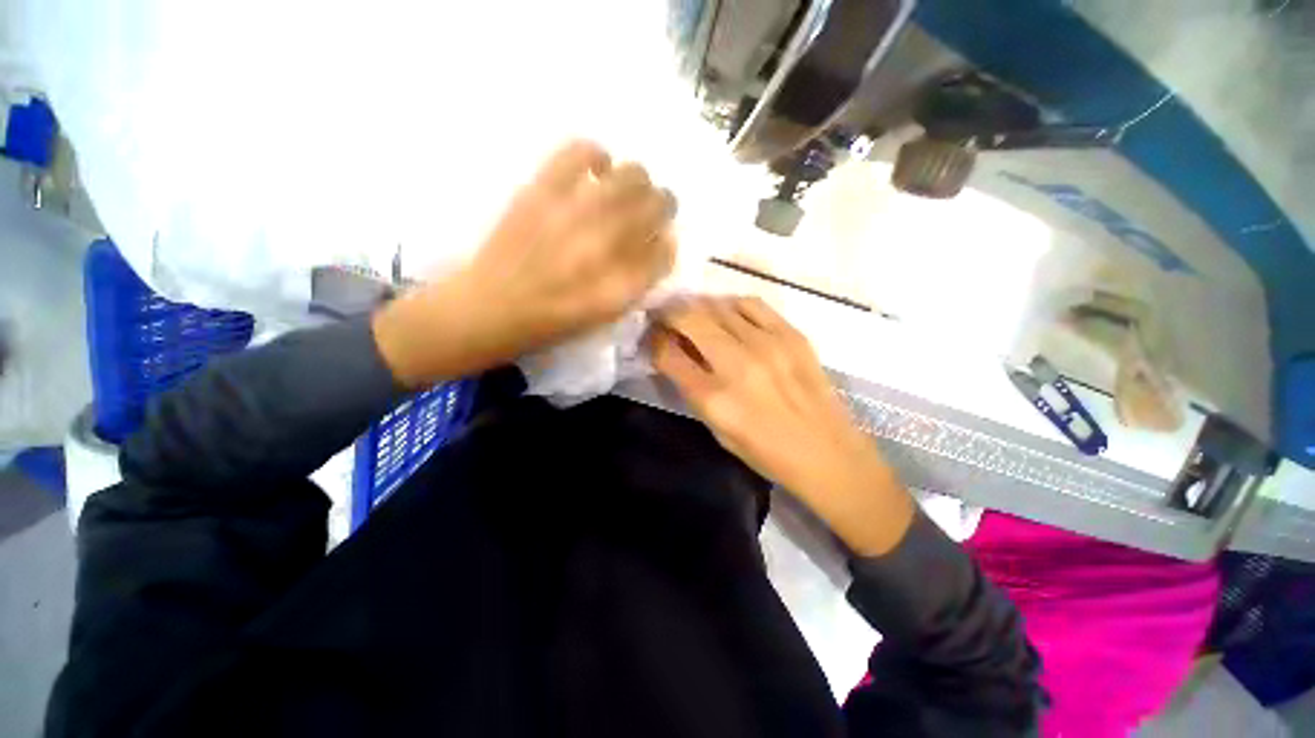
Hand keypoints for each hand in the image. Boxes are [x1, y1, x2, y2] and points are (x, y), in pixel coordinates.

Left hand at [375, 140, 676, 386]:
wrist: (490, 309)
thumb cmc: (552, 322)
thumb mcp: (606, 315)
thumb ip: (638, 281)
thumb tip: (658, 245)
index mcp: (624, 285)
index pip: (667, 250)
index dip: (667, 243)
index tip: (660, 242)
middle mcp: (608, 247)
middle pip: (658, 207)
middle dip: (664, 206)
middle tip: (652, 210)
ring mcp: (575, 214)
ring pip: (632, 176)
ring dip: (639, 181)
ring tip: (627, 189)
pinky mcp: (542, 191)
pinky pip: (580, 153)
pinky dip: (595, 155)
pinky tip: (596, 168)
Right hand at [650, 297, 913, 555]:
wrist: (828, 453)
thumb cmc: (766, 452)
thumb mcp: (717, 429)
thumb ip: (692, 388)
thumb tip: (675, 352)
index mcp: (714, 399)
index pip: (668, 354)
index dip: (653, 340)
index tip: (651, 335)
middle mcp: (737, 365)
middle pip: (689, 319)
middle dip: (668, 313)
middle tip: (664, 315)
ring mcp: (768, 345)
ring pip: (717, 306)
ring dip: (697, 306)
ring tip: (694, 313)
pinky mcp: (792, 335)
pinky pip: (751, 304)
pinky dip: (731, 304)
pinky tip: (727, 313)